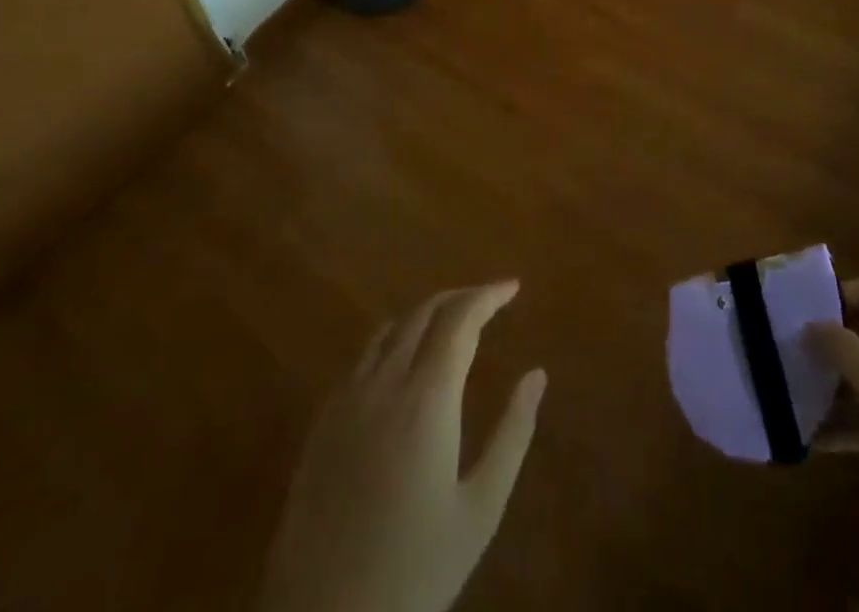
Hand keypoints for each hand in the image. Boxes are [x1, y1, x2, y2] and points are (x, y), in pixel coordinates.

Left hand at [257, 281, 546, 611]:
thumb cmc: (414, 570)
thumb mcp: (479, 510)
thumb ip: (513, 434)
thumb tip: (537, 374)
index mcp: (428, 396)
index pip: (461, 318)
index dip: (489, 295)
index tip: (513, 287)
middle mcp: (385, 382)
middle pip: (424, 312)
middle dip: (460, 297)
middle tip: (489, 302)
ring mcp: (347, 399)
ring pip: (389, 328)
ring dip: (424, 314)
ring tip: (450, 325)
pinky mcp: (321, 422)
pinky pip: (361, 357)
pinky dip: (391, 340)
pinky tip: (401, 364)